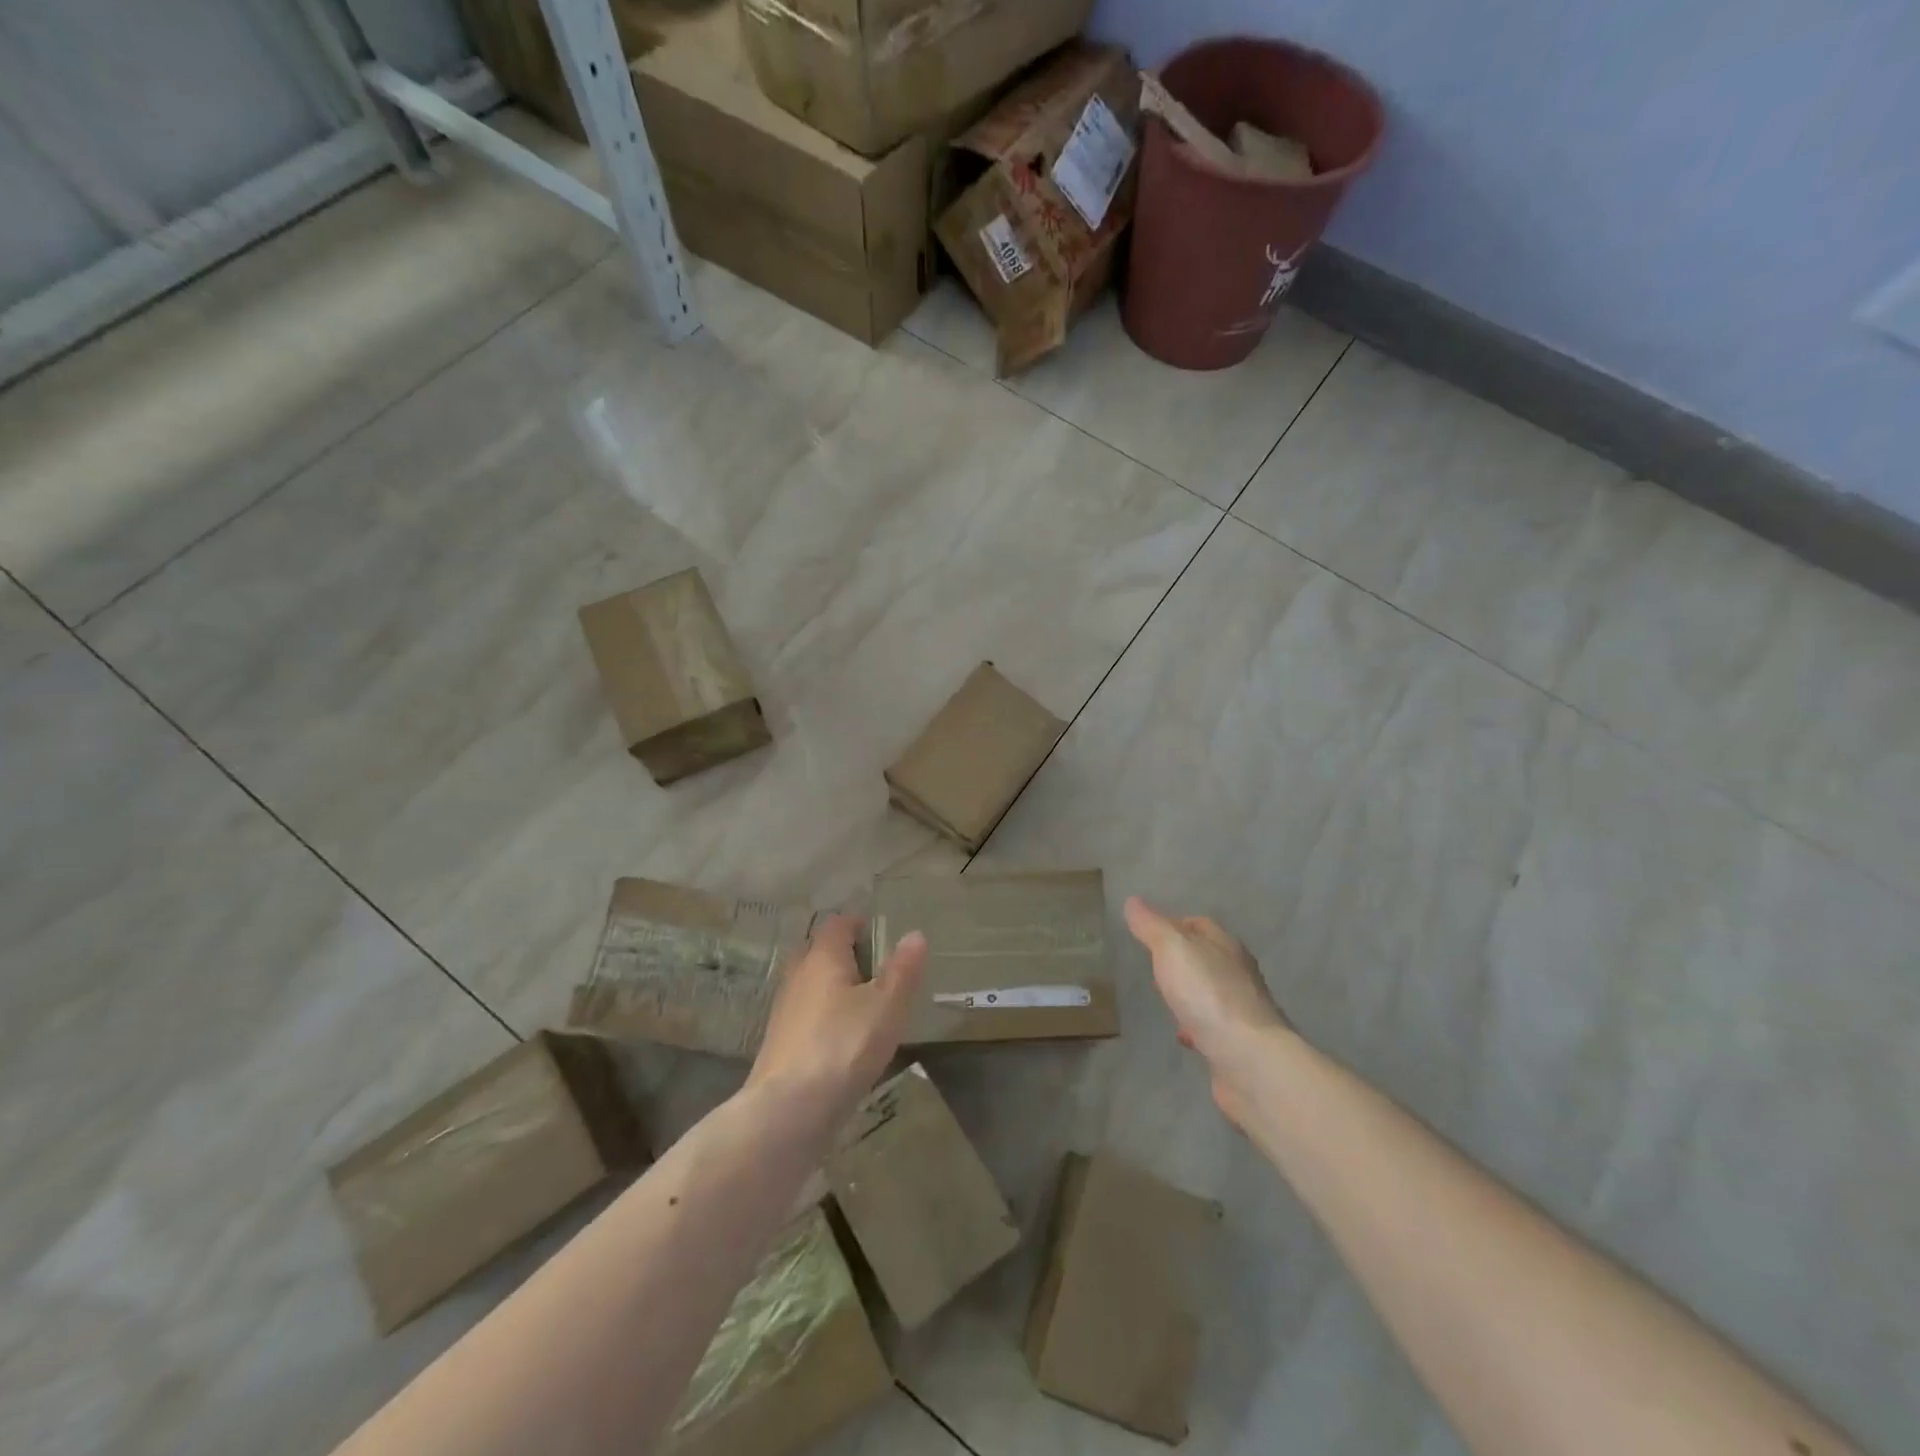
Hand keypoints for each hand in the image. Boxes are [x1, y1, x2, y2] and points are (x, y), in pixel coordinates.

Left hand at [746, 913, 925, 1128]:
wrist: (789, 1110)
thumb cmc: (844, 1045)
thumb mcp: (886, 1006)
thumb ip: (902, 969)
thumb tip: (914, 934)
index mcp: (823, 957)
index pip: (837, 924)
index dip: (859, 924)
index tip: (881, 934)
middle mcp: (798, 975)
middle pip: (820, 952)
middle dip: (846, 955)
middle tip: (878, 969)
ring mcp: (785, 1010)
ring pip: (812, 985)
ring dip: (835, 988)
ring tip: (866, 1005)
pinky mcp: (781, 1043)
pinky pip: (807, 1015)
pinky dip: (826, 1016)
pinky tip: (844, 1039)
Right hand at [1124, 896, 1284, 1125]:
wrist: (1249, 1059)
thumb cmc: (1208, 994)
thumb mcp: (1172, 948)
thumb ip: (1151, 926)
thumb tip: (1133, 901)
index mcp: (1225, 945)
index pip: (1199, 924)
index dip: (1173, 923)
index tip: (1147, 932)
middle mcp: (1238, 973)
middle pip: (1206, 957)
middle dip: (1180, 960)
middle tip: (1151, 965)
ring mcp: (1241, 1009)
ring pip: (1209, 992)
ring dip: (1188, 992)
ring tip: (1162, 998)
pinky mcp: (1238, 1043)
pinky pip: (1212, 1026)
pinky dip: (1196, 1025)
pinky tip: (1181, 1034)